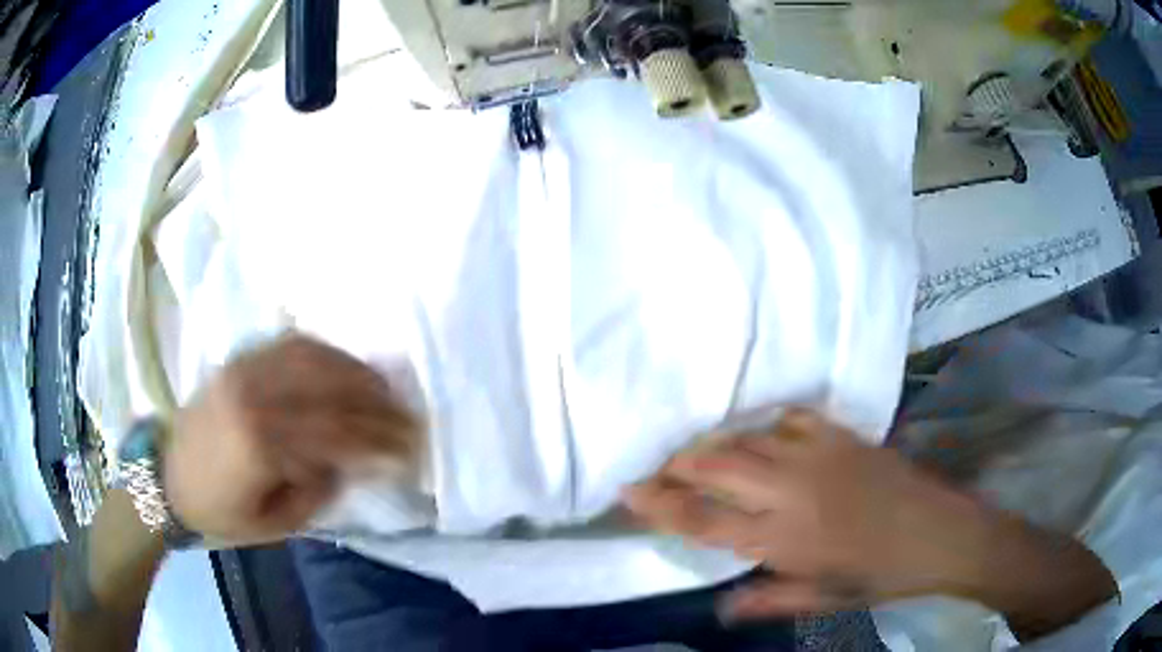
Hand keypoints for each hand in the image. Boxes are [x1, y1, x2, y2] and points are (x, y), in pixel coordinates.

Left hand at [164, 333, 420, 545]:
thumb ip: (317, 490)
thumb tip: (350, 459)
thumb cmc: (220, 512)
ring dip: (358, 373)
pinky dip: (326, 352)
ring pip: (315, 359)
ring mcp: (246, 370)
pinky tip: (345, 366)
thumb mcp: (274, 524)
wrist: (167, 478)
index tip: (410, 448)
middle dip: (379, 405)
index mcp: (261, 444)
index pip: (335, 434)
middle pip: (331, 392)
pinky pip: (291, 344)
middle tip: (411, 417)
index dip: (378, 440)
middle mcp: (255, 396)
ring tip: (387, 390)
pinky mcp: (240, 360)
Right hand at [624, 410, 1114, 637]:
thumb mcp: (823, 599)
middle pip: (715, 467)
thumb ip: (768, 601)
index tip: (627, 491)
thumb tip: (721, 608)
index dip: (659, 504)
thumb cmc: (879, 574)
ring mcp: (816, 454)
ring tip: (690, 451)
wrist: (940, 533)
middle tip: (650, 468)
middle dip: (674, 465)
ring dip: (711, 443)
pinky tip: (755, 432)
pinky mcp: (840, 434)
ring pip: (745, 437)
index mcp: (782, 538)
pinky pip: (787, 417)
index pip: (702, 519)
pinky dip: (762, 424)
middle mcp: (790, 491)